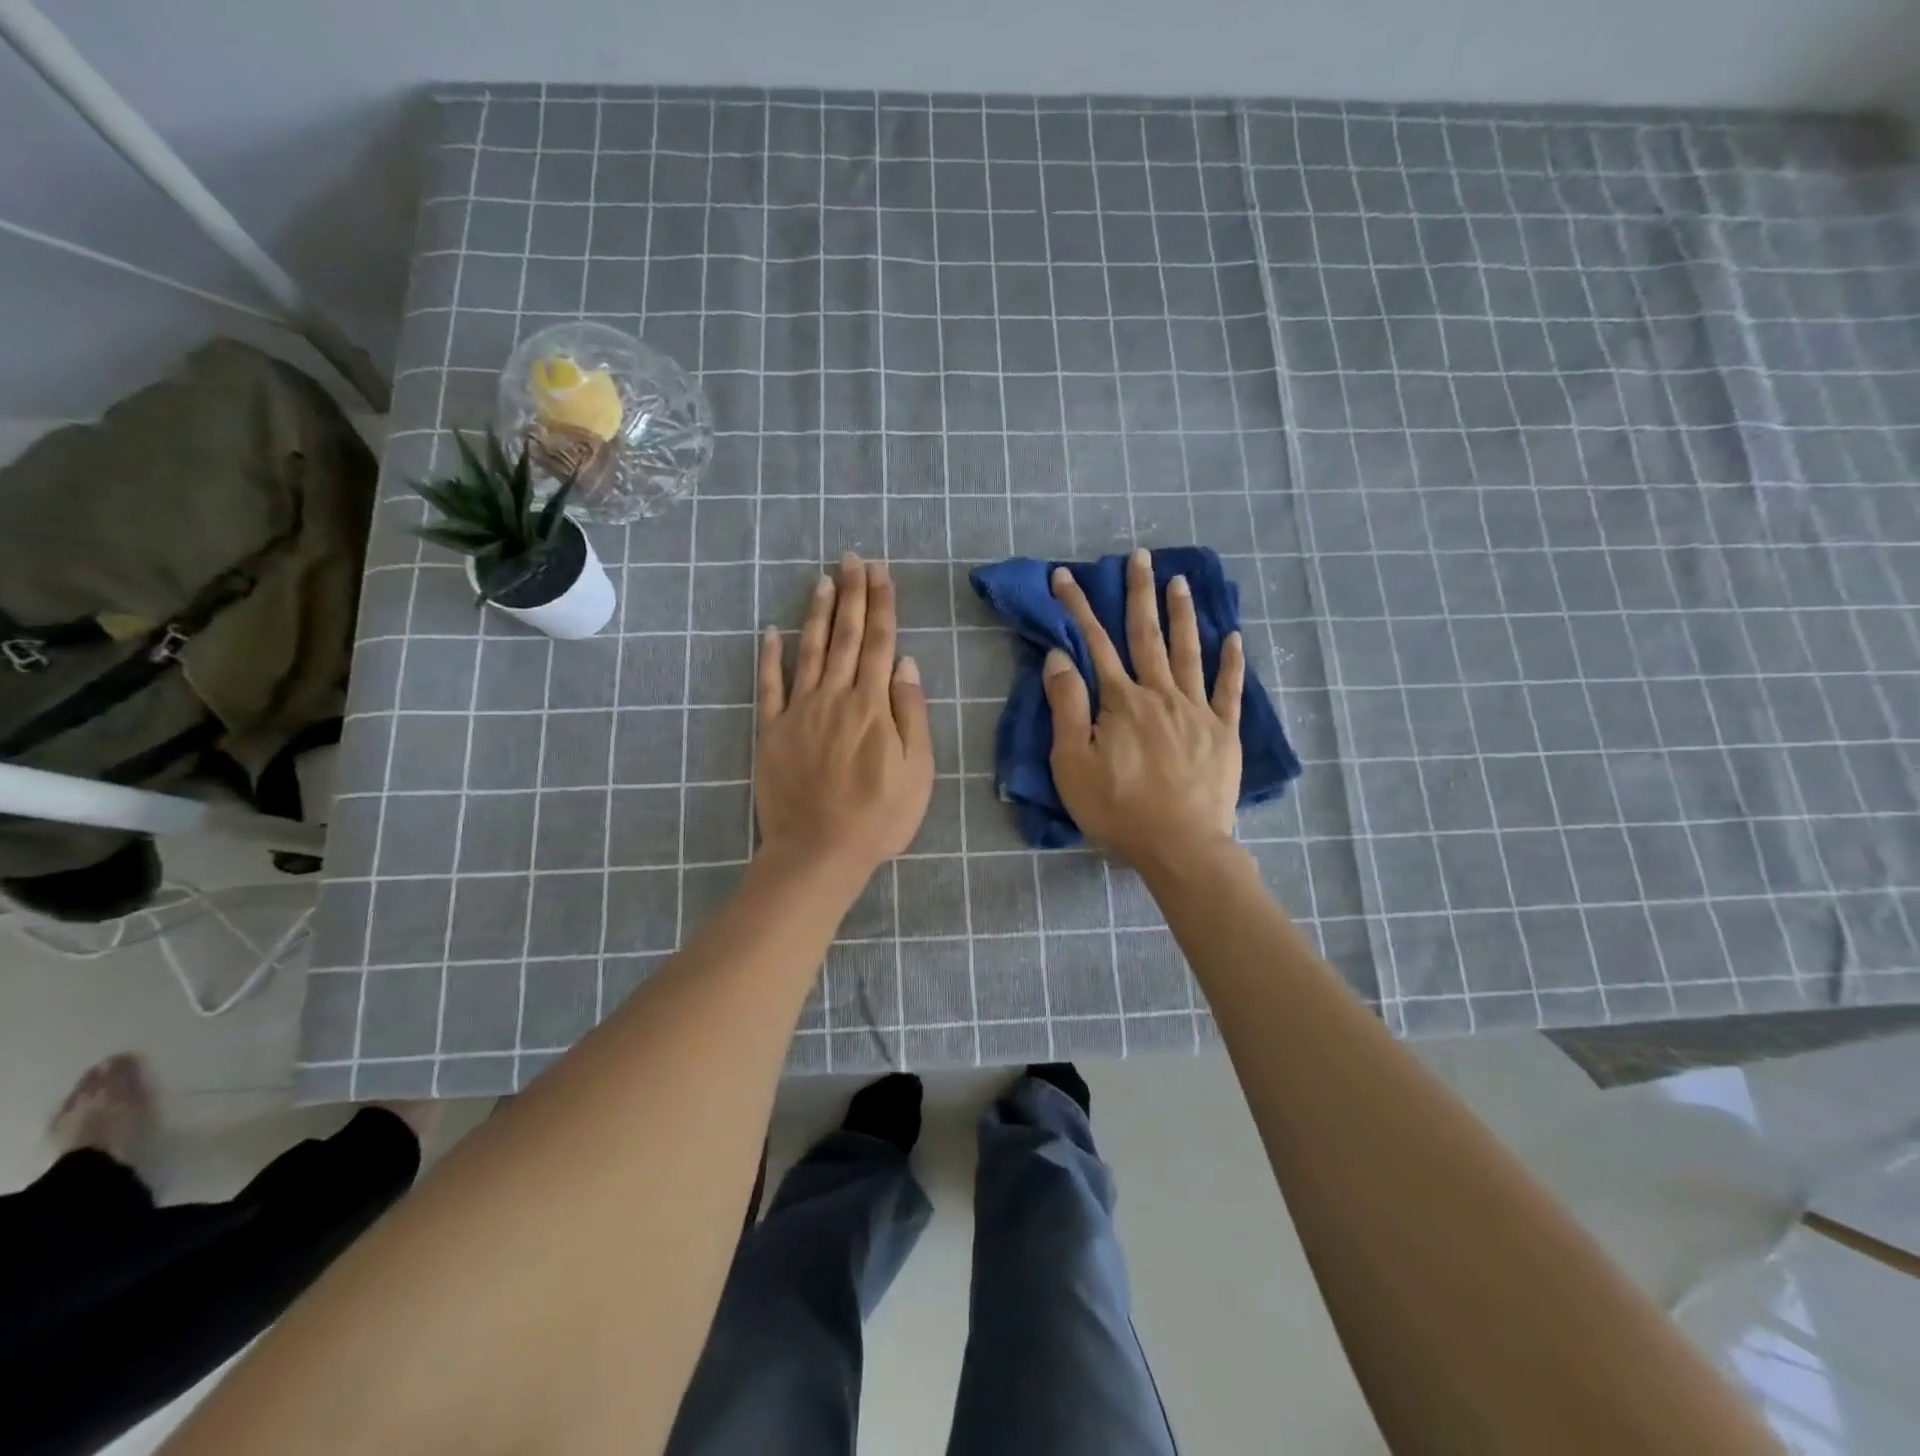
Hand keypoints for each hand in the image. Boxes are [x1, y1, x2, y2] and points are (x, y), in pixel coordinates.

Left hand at [755, 554, 933, 878]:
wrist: (819, 851)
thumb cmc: (879, 816)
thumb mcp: (917, 770)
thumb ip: (911, 712)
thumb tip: (906, 663)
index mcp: (873, 705)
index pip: (881, 642)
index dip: (882, 604)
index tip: (880, 573)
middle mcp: (835, 697)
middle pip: (847, 636)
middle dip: (851, 594)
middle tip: (852, 559)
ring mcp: (799, 711)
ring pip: (810, 650)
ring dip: (818, 613)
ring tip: (822, 580)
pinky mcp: (771, 731)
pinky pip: (769, 686)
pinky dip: (770, 657)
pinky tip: (772, 632)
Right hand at [1044, 548, 1244, 868]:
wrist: (1181, 846)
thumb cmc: (1118, 809)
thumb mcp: (1073, 763)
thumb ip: (1067, 706)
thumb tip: (1060, 657)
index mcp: (1121, 701)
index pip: (1094, 643)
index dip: (1077, 607)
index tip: (1065, 576)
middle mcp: (1160, 694)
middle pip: (1146, 635)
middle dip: (1138, 593)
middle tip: (1140, 556)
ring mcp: (1197, 710)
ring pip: (1188, 651)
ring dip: (1181, 614)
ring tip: (1179, 580)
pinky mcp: (1224, 732)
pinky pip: (1230, 689)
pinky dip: (1232, 661)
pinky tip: (1234, 637)